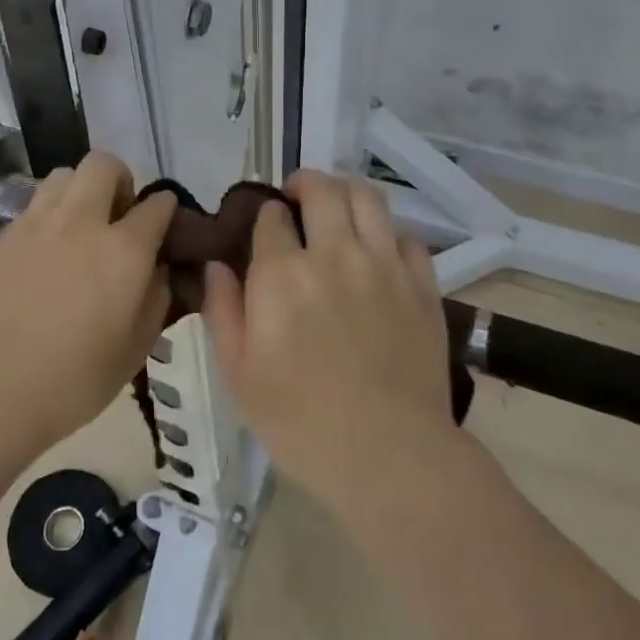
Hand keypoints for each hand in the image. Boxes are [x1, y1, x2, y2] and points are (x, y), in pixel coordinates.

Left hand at [0, 151, 176, 456]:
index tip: (164, 225)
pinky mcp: (3, 237)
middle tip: (118, 215)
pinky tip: (45, 253)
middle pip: (104, 165)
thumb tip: (157, 267)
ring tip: (79, 226)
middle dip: (120, 180)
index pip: (157, 204)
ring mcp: (36, 225)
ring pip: (63, 175)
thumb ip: (157, 295)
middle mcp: (81, 222)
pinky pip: (33, 206)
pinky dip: (49, 216)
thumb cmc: (78, 378)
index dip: (166, 210)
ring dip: (80, 191)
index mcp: (124, 249)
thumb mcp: (139, 345)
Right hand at [203, 169, 449, 497]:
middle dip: (304, 184)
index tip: (265, 230)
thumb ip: (222, 310)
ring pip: (367, 198)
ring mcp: (384, 265)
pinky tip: (379, 254)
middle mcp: (333, 254)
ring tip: (338, 208)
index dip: (265, 216)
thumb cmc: (299, 421)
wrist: (387, 454)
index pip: (271, 216)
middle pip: (322, 190)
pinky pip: (407, 238)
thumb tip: (216, 265)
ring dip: (346, 193)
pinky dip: (389, 236)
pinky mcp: (422, 285)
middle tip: (298, 199)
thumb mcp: (238, 373)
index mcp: (281, 274)